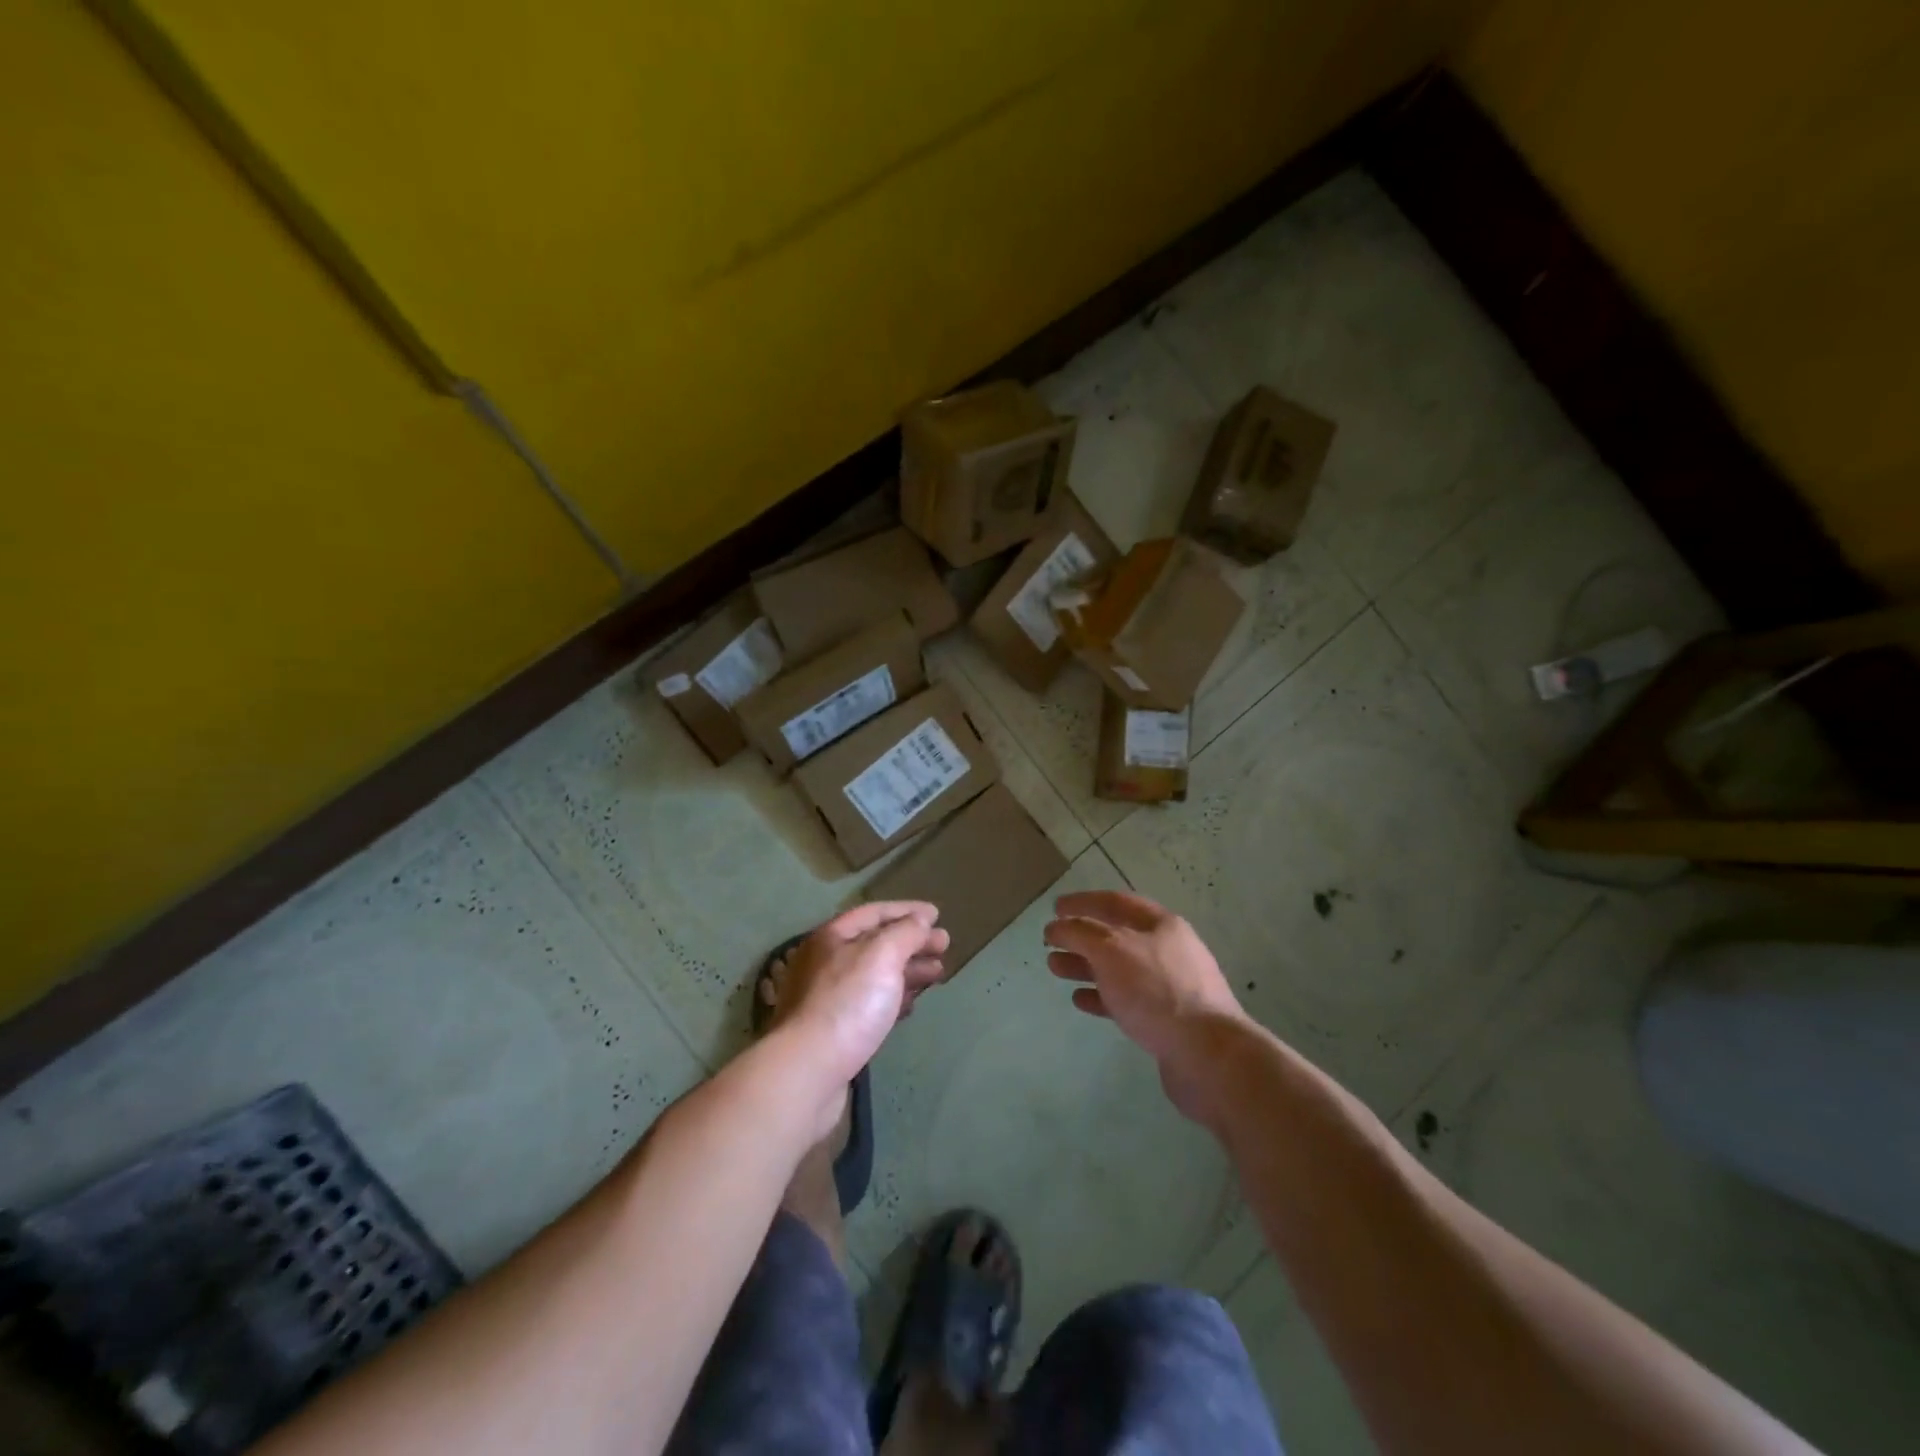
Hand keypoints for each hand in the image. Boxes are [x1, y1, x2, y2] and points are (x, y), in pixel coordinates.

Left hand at [771, 902, 949, 1090]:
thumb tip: (920, 920)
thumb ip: (905, 932)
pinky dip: (894, 998)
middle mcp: (826, 962)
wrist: (809, 1070)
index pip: (874, 912)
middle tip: (944, 945)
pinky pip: (871, 1004)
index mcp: (832, 938)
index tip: (937, 915)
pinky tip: (911, 1004)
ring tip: (937, 973)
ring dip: (908, 970)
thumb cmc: (847, 1003)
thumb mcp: (882, 955)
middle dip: (912, 942)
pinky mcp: (836, 1030)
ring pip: (875, 975)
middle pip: (876, 944)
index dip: (907, 910)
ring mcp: (829, 998)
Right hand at [1043, 891, 1248, 1124]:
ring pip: (1118, 969)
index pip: (1115, 902)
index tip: (1054, 908)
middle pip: (1116, 936)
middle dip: (1081, 937)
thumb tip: (1058, 926)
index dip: (1082, 902)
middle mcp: (1167, 950)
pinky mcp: (1166, 1020)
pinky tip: (1079, 1000)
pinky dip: (1101, 996)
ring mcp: (1168, 986)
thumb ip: (1080, 933)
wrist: (1207, 1054)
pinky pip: (1126, 1000)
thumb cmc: (1157, 991)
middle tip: (1049, 942)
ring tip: (1055, 969)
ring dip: (1085, 966)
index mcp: (1161, 925)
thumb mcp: (1112, 950)